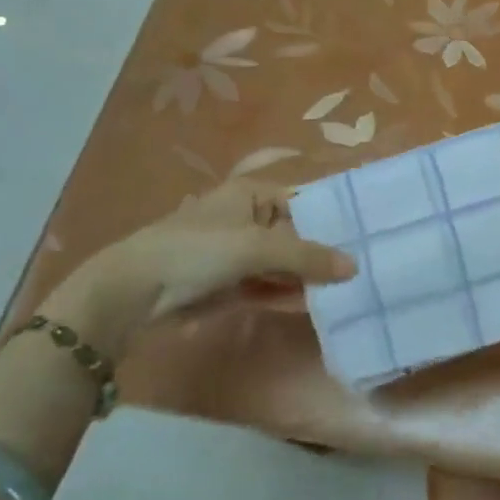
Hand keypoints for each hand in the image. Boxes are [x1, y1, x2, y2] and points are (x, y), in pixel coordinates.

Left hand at [40, 179, 354, 355]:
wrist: (133, 292)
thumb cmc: (197, 250)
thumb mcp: (256, 247)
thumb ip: (306, 256)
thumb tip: (354, 266)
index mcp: (251, 194)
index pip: (303, 200)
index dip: (331, 217)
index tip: (365, 234)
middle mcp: (247, 219)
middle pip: (295, 234)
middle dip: (323, 252)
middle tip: (365, 267)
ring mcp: (237, 254)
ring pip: (283, 264)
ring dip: (308, 277)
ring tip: (349, 289)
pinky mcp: (229, 285)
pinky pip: (268, 287)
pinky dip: (288, 294)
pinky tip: (316, 305)